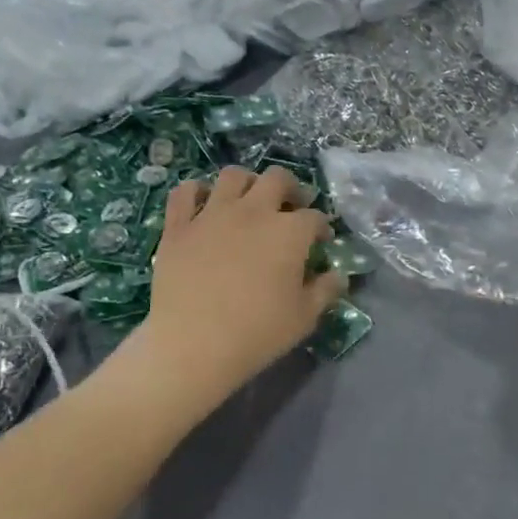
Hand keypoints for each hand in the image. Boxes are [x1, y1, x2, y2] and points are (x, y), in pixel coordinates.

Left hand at [131, 166, 345, 400]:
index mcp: (289, 232)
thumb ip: (325, 290)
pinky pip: (185, 192)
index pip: (315, 217)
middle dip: (290, 188)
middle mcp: (254, 211)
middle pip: (277, 179)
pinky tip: (203, 204)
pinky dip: (196, 192)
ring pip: (233, 175)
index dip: (321, 227)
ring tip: (249, 201)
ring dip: (247, 183)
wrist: (192, 343)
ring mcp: (213, 214)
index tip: (321, 241)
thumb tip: (338, 274)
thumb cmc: (257, 333)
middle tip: (290, 208)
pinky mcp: (179, 225)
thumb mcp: (304, 318)